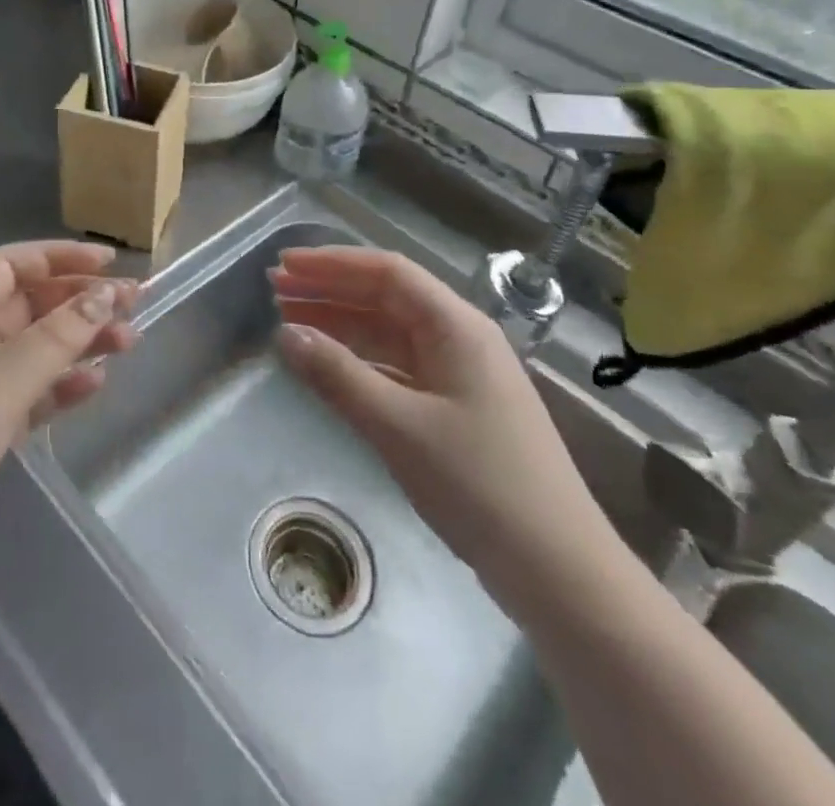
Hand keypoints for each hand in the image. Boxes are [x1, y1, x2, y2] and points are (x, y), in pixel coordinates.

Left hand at [0, 241, 137, 622]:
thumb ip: (56, 338)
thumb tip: (107, 295)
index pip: (9, 266)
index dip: (58, 257)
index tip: (109, 263)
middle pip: (29, 305)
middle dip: (80, 301)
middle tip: (135, 304)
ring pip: (36, 349)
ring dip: (79, 342)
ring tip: (129, 343)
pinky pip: (32, 391)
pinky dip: (62, 385)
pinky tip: (95, 385)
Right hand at [271, 247, 617, 610]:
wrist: (559, 571)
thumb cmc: (479, 485)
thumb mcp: (399, 427)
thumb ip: (338, 376)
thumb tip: (285, 334)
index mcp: (455, 325)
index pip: (386, 272)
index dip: (331, 263)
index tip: (284, 264)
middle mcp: (459, 337)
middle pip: (386, 296)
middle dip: (330, 289)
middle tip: (275, 289)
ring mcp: (459, 373)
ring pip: (389, 332)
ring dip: (340, 324)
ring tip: (289, 321)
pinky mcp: (455, 407)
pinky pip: (397, 367)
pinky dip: (359, 361)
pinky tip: (329, 367)